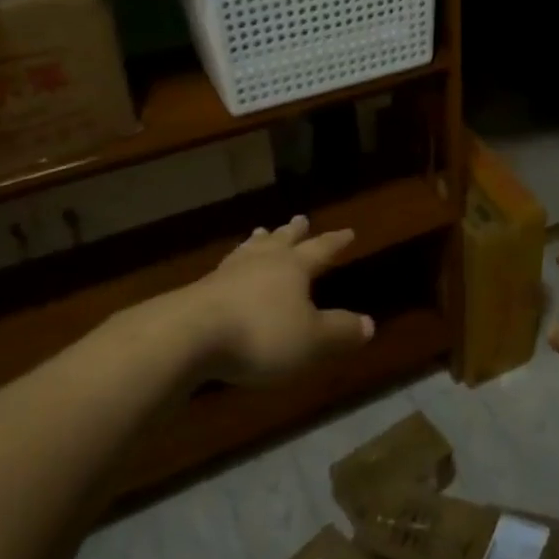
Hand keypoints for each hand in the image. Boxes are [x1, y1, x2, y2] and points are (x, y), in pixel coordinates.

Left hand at [183, 216, 373, 383]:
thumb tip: (369, 324)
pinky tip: (228, 270)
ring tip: (262, 233)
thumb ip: (340, 331)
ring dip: (260, 242)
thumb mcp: (311, 340)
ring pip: (250, 250)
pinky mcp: (200, 291)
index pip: (320, 250)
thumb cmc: (261, 334)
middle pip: (282, 242)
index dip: (335, 242)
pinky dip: (234, 265)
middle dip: (294, 232)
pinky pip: (225, 270)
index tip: (348, 231)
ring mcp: (228, 274)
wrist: (188, 336)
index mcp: (293, 268)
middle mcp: (262, 262)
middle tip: (300, 219)